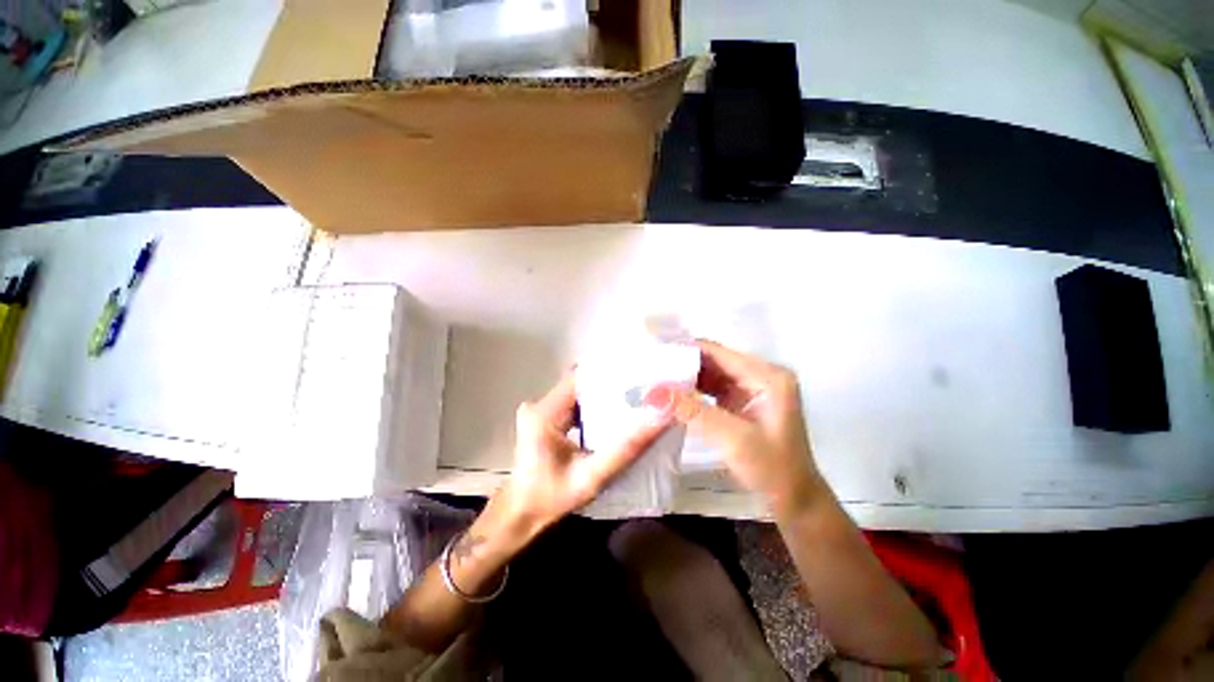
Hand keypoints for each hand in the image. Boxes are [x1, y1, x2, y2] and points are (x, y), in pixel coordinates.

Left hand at [495, 370, 669, 541]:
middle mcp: (540, 405)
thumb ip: (626, 450)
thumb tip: (660, 419)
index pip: (580, 378)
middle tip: (640, 389)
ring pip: (579, 393)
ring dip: (602, 396)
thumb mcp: (592, 477)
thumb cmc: (551, 500)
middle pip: (580, 384)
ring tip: (631, 399)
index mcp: (545, 413)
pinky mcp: (545, 419)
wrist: (520, 517)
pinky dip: (593, 407)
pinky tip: (612, 416)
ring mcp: (540, 411)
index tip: (636, 377)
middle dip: (610, 385)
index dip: (609, 374)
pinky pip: (574, 404)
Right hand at [644, 340, 821, 512]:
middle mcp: (759, 375)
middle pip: (713, 360)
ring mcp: (750, 388)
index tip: (654, 355)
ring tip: (655, 379)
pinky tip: (671, 394)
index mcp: (767, 376)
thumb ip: (691, 411)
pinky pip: (711, 388)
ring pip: (709, 374)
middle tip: (650, 370)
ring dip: (684, 378)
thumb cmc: (772, 469)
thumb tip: (652, 391)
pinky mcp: (741, 401)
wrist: (795, 500)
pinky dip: (691, 391)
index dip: (685, 350)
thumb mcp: (732, 438)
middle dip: (681, 364)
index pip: (718, 352)